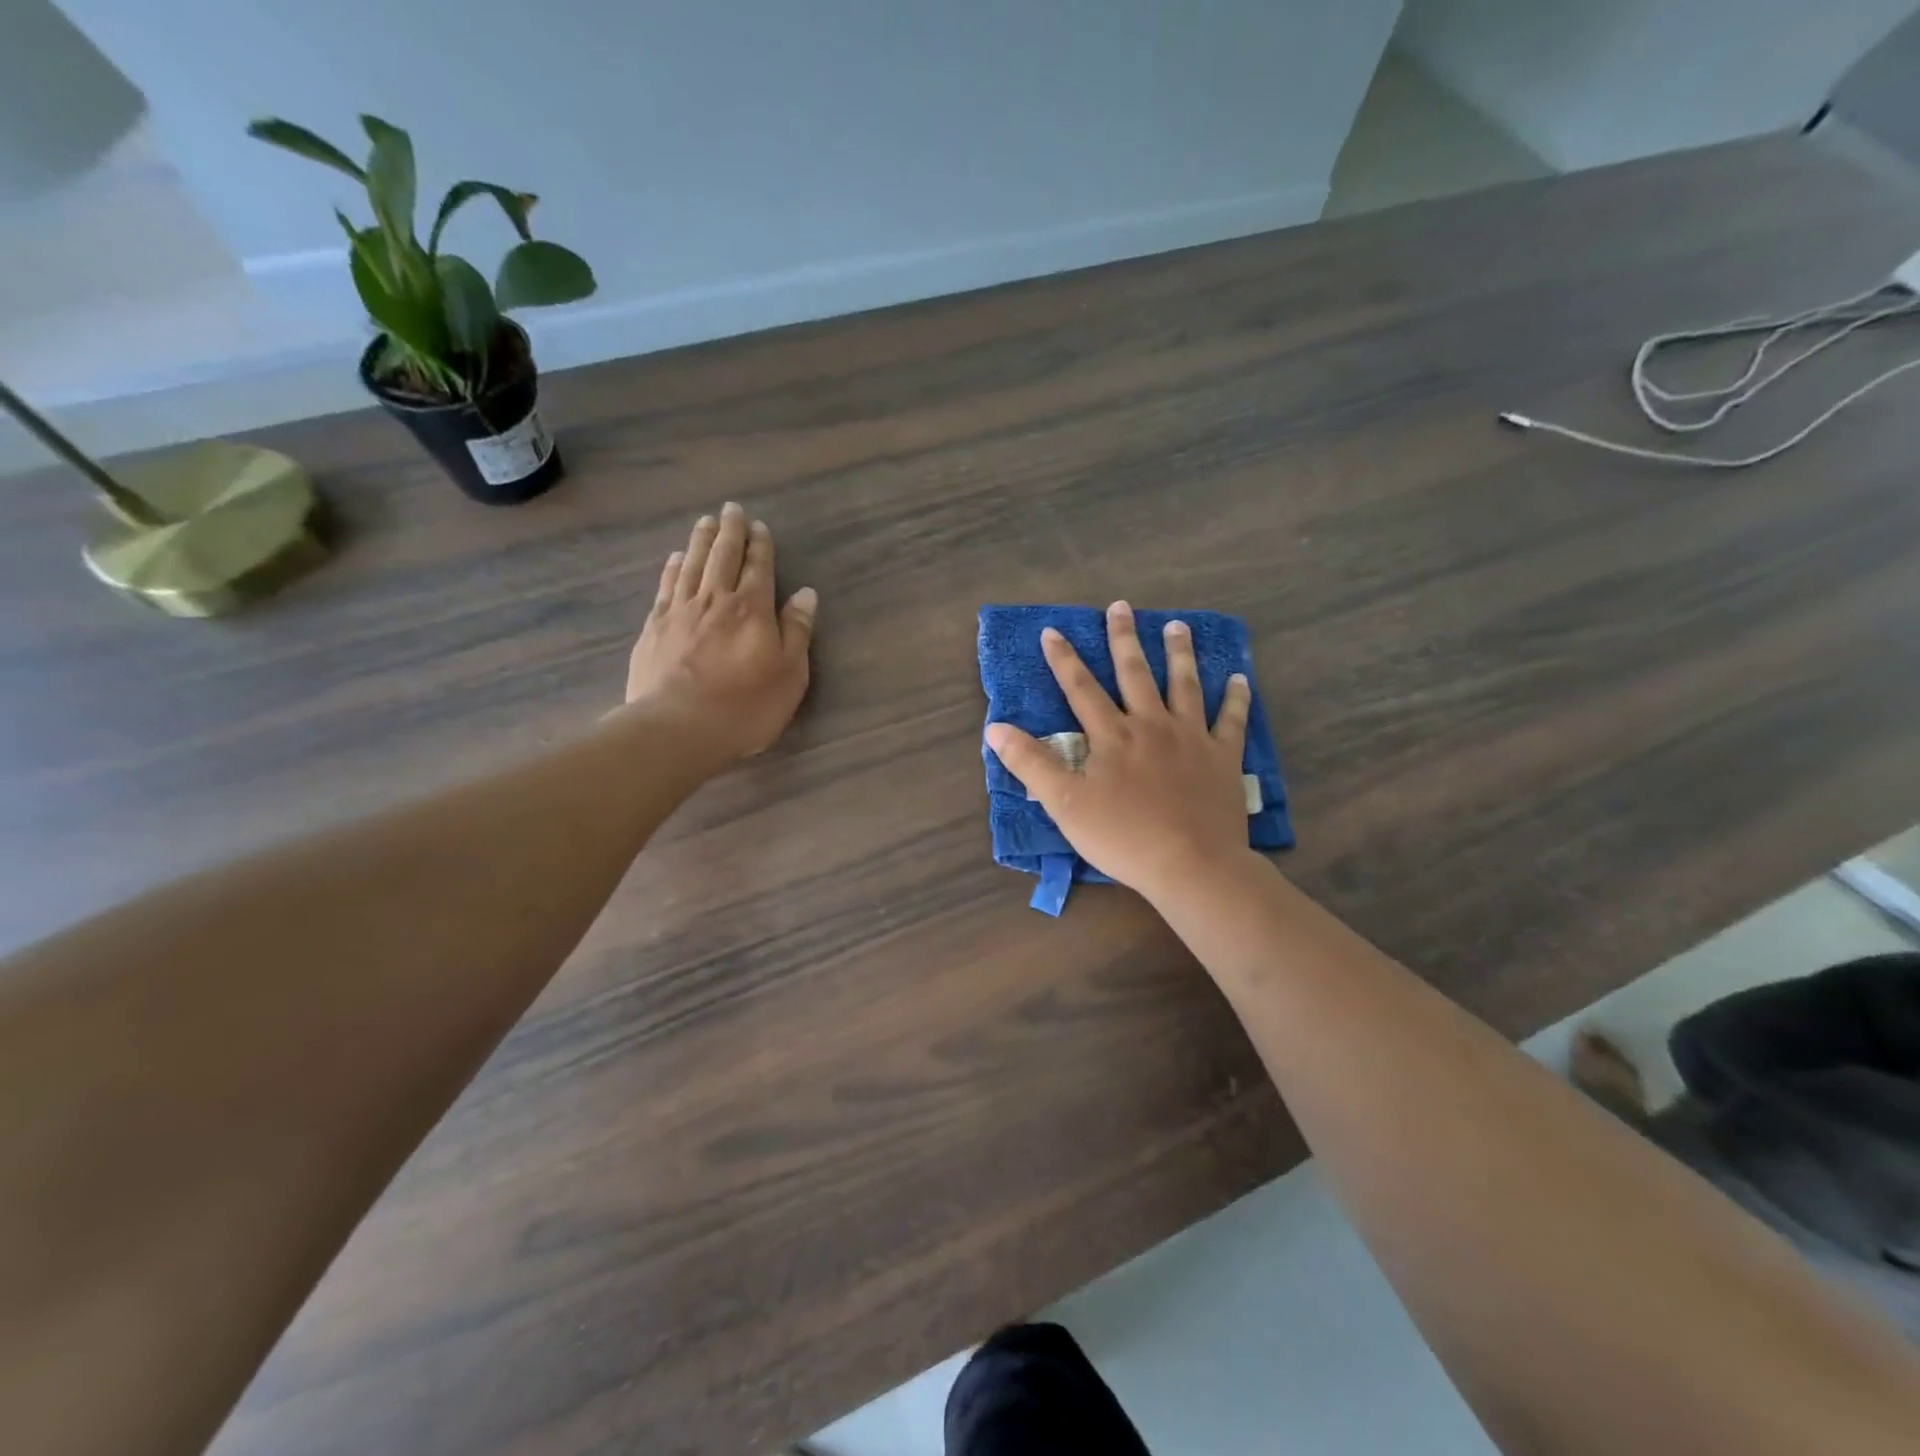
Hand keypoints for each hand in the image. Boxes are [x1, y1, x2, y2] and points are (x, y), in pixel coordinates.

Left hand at [624, 503, 816, 763]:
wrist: (677, 728)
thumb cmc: (745, 707)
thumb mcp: (789, 674)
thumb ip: (797, 631)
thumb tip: (806, 593)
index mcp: (752, 609)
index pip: (758, 568)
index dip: (760, 545)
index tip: (759, 526)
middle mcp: (716, 600)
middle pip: (723, 557)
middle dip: (730, 532)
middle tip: (731, 510)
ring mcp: (681, 611)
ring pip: (693, 564)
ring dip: (701, 541)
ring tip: (706, 522)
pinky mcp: (654, 627)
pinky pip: (667, 586)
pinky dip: (674, 567)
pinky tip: (677, 558)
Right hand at [985, 601, 1252, 903]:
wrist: (1191, 864)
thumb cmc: (1122, 836)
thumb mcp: (1064, 804)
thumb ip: (1030, 763)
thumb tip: (995, 729)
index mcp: (1112, 735)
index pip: (1081, 688)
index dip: (1064, 659)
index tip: (1052, 631)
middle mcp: (1151, 725)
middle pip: (1134, 674)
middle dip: (1123, 639)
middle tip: (1121, 607)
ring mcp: (1191, 738)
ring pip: (1184, 685)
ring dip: (1179, 654)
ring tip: (1177, 626)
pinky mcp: (1222, 757)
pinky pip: (1231, 721)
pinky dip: (1236, 699)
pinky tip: (1239, 679)